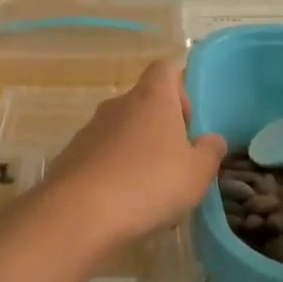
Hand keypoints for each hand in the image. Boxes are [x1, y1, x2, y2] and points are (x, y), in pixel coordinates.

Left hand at [44, 60, 226, 247]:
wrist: (79, 213)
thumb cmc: (150, 183)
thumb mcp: (197, 173)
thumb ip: (210, 152)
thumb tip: (212, 140)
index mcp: (152, 98)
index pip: (165, 69)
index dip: (181, 91)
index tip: (187, 125)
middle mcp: (118, 105)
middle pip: (143, 103)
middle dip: (160, 130)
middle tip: (173, 166)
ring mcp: (90, 130)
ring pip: (121, 132)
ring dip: (136, 153)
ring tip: (148, 192)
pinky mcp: (70, 156)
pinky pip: (100, 156)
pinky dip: (112, 172)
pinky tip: (120, 204)